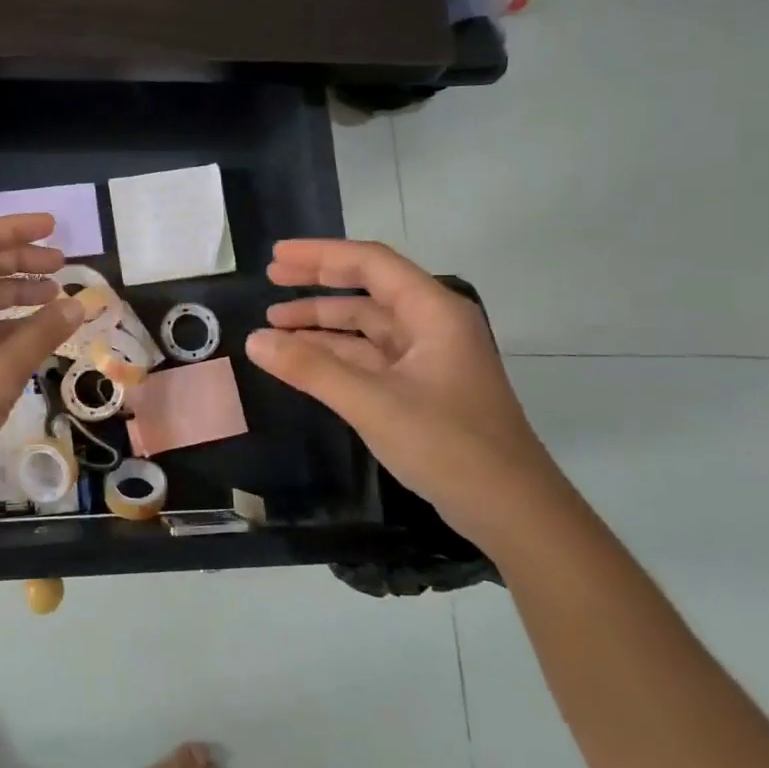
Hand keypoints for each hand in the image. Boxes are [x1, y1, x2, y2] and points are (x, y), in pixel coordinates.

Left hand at [0, 214, 82, 508]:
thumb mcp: (1, 372)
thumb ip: (41, 334)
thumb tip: (77, 304)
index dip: (15, 229)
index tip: (53, 230)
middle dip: (21, 261)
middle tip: (62, 266)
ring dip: (13, 293)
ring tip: (55, 298)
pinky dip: (1, 323)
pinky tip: (31, 336)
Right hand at [244, 238, 574, 550]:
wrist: (513, 512)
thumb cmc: (449, 446)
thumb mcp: (373, 403)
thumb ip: (311, 369)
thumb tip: (254, 340)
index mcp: (433, 312)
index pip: (370, 263)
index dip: (319, 255)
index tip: (275, 256)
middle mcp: (432, 325)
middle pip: (368, 289)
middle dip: (317, 282)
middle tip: (270, 278)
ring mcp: (429, 358)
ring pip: (367, 326)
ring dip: (322, 323)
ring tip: (274, 326)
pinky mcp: (422, 388)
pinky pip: (370, 357)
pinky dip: (336, 355)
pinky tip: (303, 361)